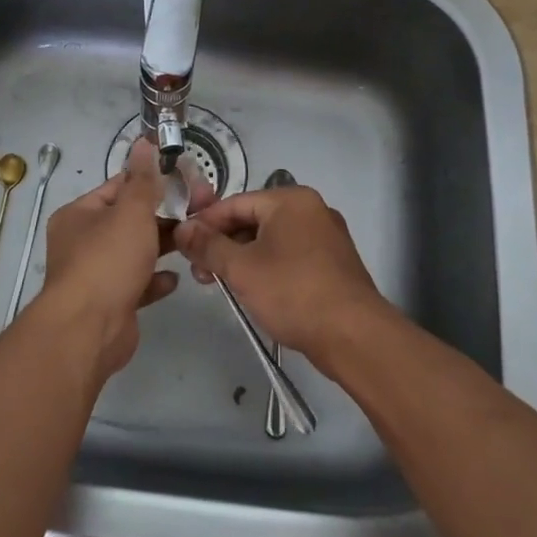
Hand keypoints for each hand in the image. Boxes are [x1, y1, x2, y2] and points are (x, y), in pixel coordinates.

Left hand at [36, 139, 200, 375]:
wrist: (89, 330)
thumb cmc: (108, 260)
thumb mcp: (131, 211)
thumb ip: (143, 179)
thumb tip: (144, 141)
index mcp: (80, 214)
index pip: (118, 187)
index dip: (151, 181)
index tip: (185, 181)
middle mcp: (83, 242)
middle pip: (129, 220)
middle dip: (163, 216)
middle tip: (199, 211)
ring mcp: (96, 274)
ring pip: (134, 252)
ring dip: (162, 247)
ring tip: (194, 240)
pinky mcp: (111, 303)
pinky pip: (137, 285)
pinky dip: (155, 280)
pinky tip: (176, 278)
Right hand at [172, 185, 387, 364]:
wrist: (354, 335)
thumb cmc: (293, 292)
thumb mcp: (241, 268)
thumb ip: (208, 245)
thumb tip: (183, 229)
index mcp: (290, 200)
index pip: (235, 203)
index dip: (205, 223)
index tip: (183, 245)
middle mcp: (311, 210)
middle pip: (254, 220)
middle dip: (223, 244)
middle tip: (200, 271)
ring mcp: (326, 237)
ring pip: (271, 240)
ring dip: (243, 259)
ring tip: (221, 285)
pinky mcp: (333, 264)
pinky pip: (290, 256)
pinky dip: (267, 268)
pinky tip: (253, 291)